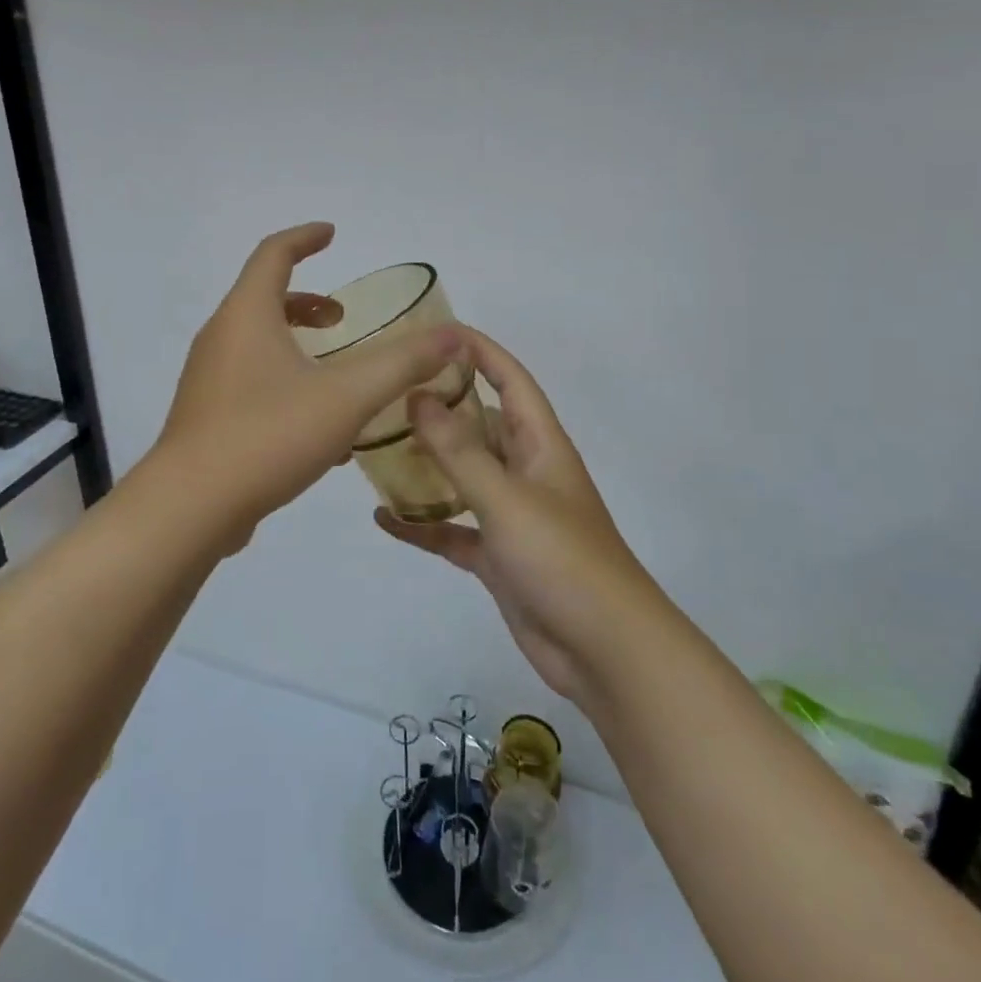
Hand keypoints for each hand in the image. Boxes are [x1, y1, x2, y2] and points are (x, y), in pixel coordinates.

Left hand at [154, 223, 460, 537]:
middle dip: (308, 302)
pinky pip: (251, 382)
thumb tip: (451, 335)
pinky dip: (285, 381)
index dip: (304, 238)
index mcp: (246, 315)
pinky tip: (319, 427)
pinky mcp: (207, 417)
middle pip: (264, 299)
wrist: (190, 508)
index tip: (332, 234)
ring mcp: (208, 379)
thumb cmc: (268, 435)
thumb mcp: (347, 396)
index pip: (273, 254)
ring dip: (297, 344)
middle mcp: (220, 338)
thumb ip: (402, 363)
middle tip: (344, 319)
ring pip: (257, 344)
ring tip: (338, 372)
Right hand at [374, 328, 659, 704]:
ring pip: (462, 475)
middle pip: (479, 424)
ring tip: (375, 447)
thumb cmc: (562, 559)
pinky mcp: (496, 555)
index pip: (510, 380)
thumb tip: (419, 396)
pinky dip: (422, 524)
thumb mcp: (506, 498)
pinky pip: (452, 529)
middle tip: (385, 393)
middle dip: (439, 406)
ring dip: (426, 463)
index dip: (479, 351)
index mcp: (540, 445)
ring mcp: (510, 515)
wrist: (604, 650)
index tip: (435, 331)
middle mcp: (525, 471)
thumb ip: (460, 450)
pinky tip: (383, 518)